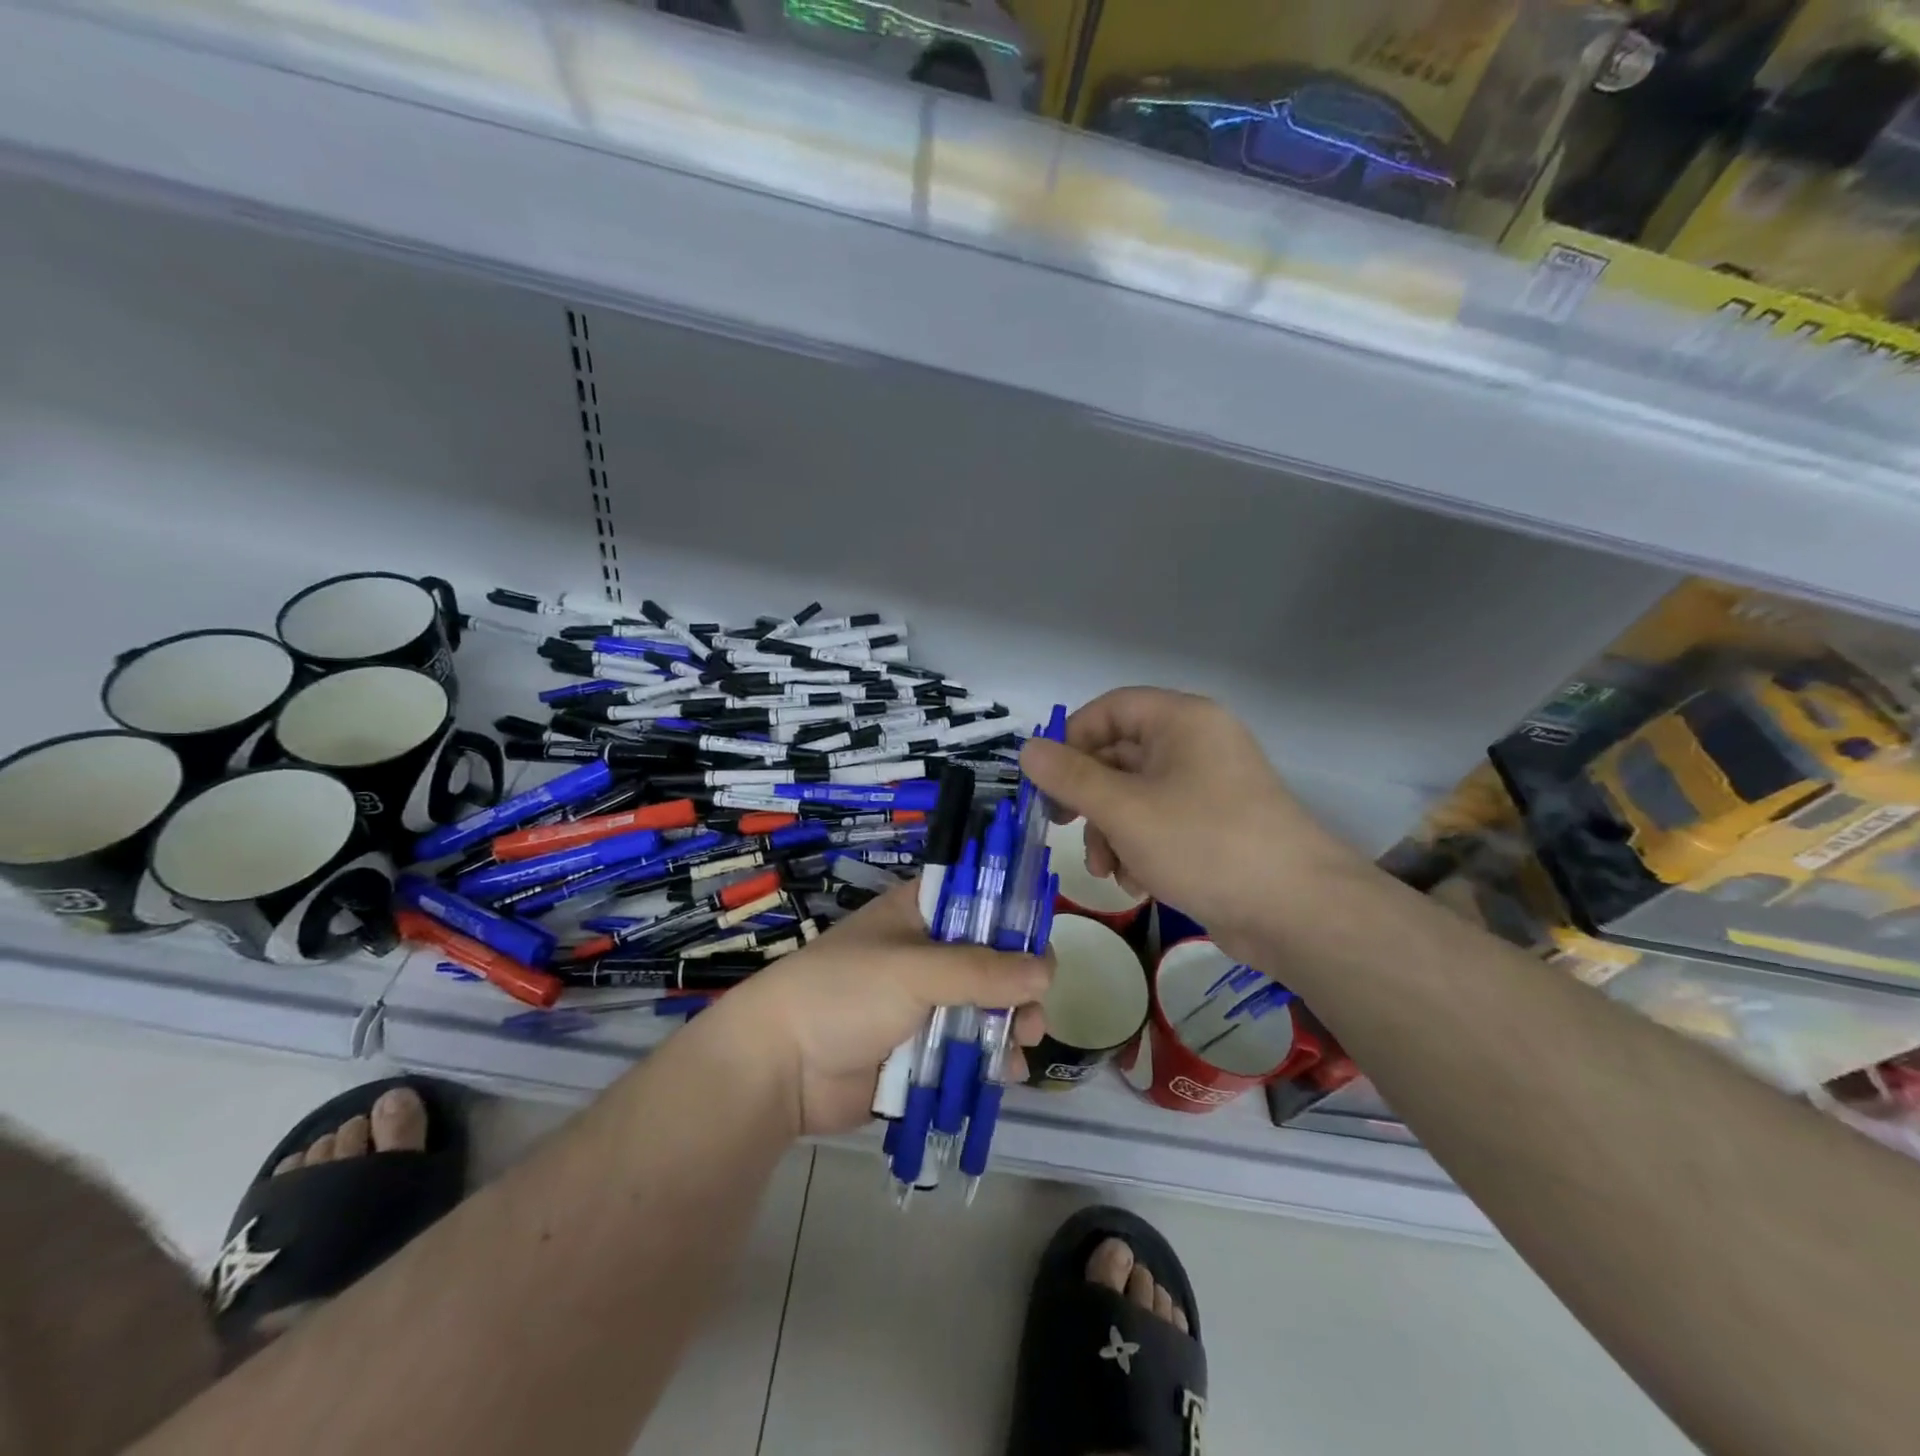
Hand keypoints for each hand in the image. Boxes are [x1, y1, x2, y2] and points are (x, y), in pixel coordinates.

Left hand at [703, 884, 1051, 1137]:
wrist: (780, 1067)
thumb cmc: (844, 994)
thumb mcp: (915, 971)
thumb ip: (982, 970)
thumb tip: (1046, 972)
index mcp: (920, 915)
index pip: (979, 899)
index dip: (1013, 916)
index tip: (1041, 944)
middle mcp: (927, 954)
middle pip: (992, 959)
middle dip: (1020, 983)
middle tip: (1033, 1010)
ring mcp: (925, 1005)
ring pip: (986, 1007)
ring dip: (1012, 1023)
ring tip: (1023, 1042)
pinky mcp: (922, 1051)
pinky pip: (969, 1050)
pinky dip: (991, 1060)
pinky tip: (1007, 1074)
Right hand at [1020, 687, 1366, 966]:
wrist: (1296, 911)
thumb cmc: (1203, 843)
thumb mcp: (1124, 809)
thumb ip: (1070, 777)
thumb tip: (1026, 749)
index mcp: (1181, 721)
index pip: (1110, 708)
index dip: (1071, 738)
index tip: (1045, 779)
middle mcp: (1196, 744)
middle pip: (1119, 755)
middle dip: (1088, 799)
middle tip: (1060, 825)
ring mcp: (1208, 787)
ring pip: (1135, 796)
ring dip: (1110, 832)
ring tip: (1107, 871)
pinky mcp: (1214, 827)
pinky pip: (1159, 824)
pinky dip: (1139, 849)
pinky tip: (1138, 884)